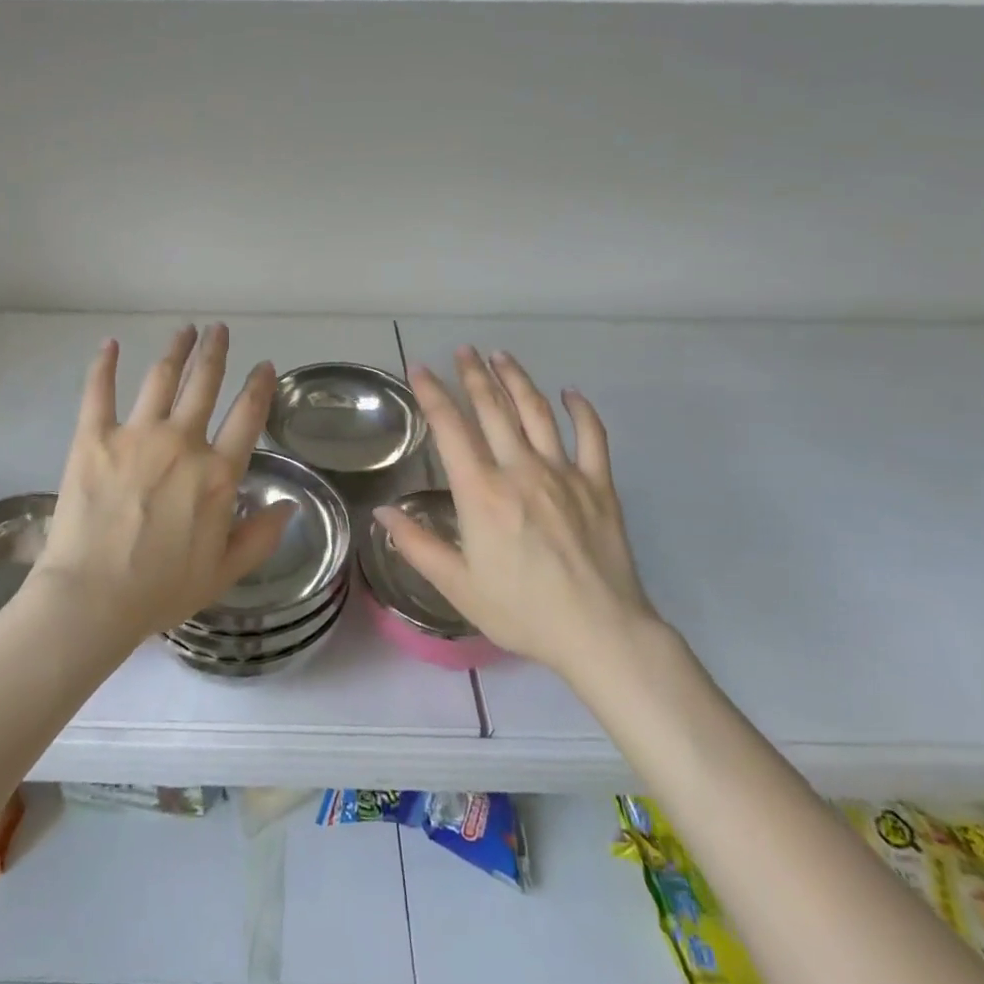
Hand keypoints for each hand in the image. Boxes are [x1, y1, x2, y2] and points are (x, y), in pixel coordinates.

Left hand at [27, 324, 292, 645]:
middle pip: (204, 383)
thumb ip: (260, 537)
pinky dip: (105, 364)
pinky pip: (100, 391)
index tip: (263, 366)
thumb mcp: (224, 572)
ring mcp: (136, 435)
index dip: (259, 386)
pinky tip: (110, 344)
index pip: (247, 416)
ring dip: (176, 350)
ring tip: (185, 330)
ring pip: (162, 378)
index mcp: (217, 474)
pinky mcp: (94, 437)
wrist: (92, 598)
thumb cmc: (160, 590)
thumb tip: (289, 507)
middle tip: (218, 329)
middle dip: (215, 352)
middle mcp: (182, 443)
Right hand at [376, 347, 668, 693]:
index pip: (451, 429)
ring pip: (537, 412)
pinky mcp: (599, 485)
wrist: (600, 633)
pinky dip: (581, 410)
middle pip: (494, 409)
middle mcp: (521, 470)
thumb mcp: (458, 586)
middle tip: (463, 350)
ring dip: (517, 380)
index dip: (433, 394)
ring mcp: (564, 473)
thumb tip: (382, 511)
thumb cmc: (522, 611)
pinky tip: (570, 393)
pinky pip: (592, 436)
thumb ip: (417, 545)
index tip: (421, 369)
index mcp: (482, 493)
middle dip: (474, 375)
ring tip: (501, 356)